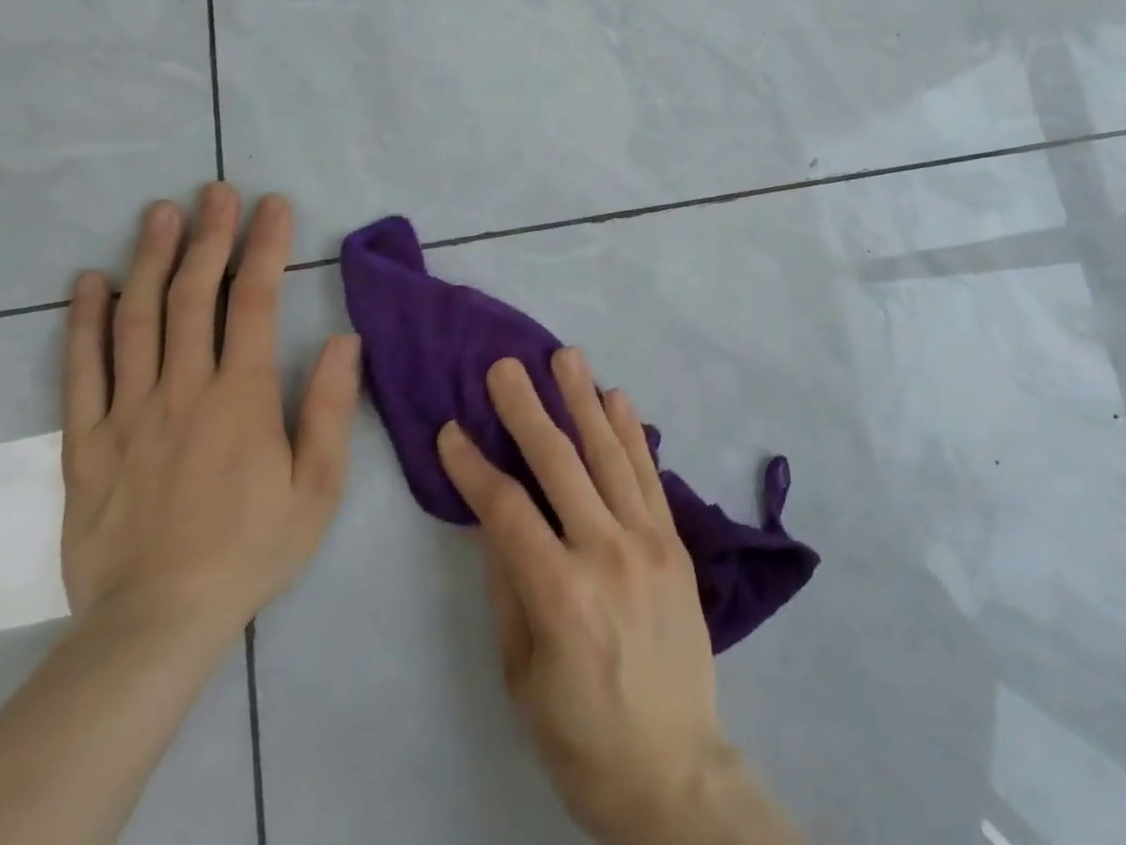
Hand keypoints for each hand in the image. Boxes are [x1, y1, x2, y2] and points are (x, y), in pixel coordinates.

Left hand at [61, 184, 361, 635]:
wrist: (156, 623)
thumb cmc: (253, 548)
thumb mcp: (318, 485)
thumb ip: (329, 407)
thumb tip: (343, 339)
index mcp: (240, 397)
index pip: (253, 302)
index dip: (264, 247)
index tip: (272, 205)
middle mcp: (182, 390)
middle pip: (192, 296)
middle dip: (208, 237)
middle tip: (214, 190)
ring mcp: (127, 413)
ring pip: (136, 320)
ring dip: (149, 260)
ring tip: (159, 214)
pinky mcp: (85, 443)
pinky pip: (80, 371)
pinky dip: (83, 322)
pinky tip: (90, 283)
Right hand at [438, 350, 799, 844]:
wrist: (675, 767)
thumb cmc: (582, 735)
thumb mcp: (522, 675)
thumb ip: (507, 588)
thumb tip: (489, 518)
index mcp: (559, 592)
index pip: (505, 508)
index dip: (473, 465)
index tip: (450, 428)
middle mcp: (606, 550)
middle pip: (559, 463)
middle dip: (526, 409)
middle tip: (505, 366)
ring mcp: (648, 539)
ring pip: (609, 453)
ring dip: (583, 401)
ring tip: (565, 357)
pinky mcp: (675, 540)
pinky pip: (649, 473)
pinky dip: (632, 432)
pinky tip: (616, 398)